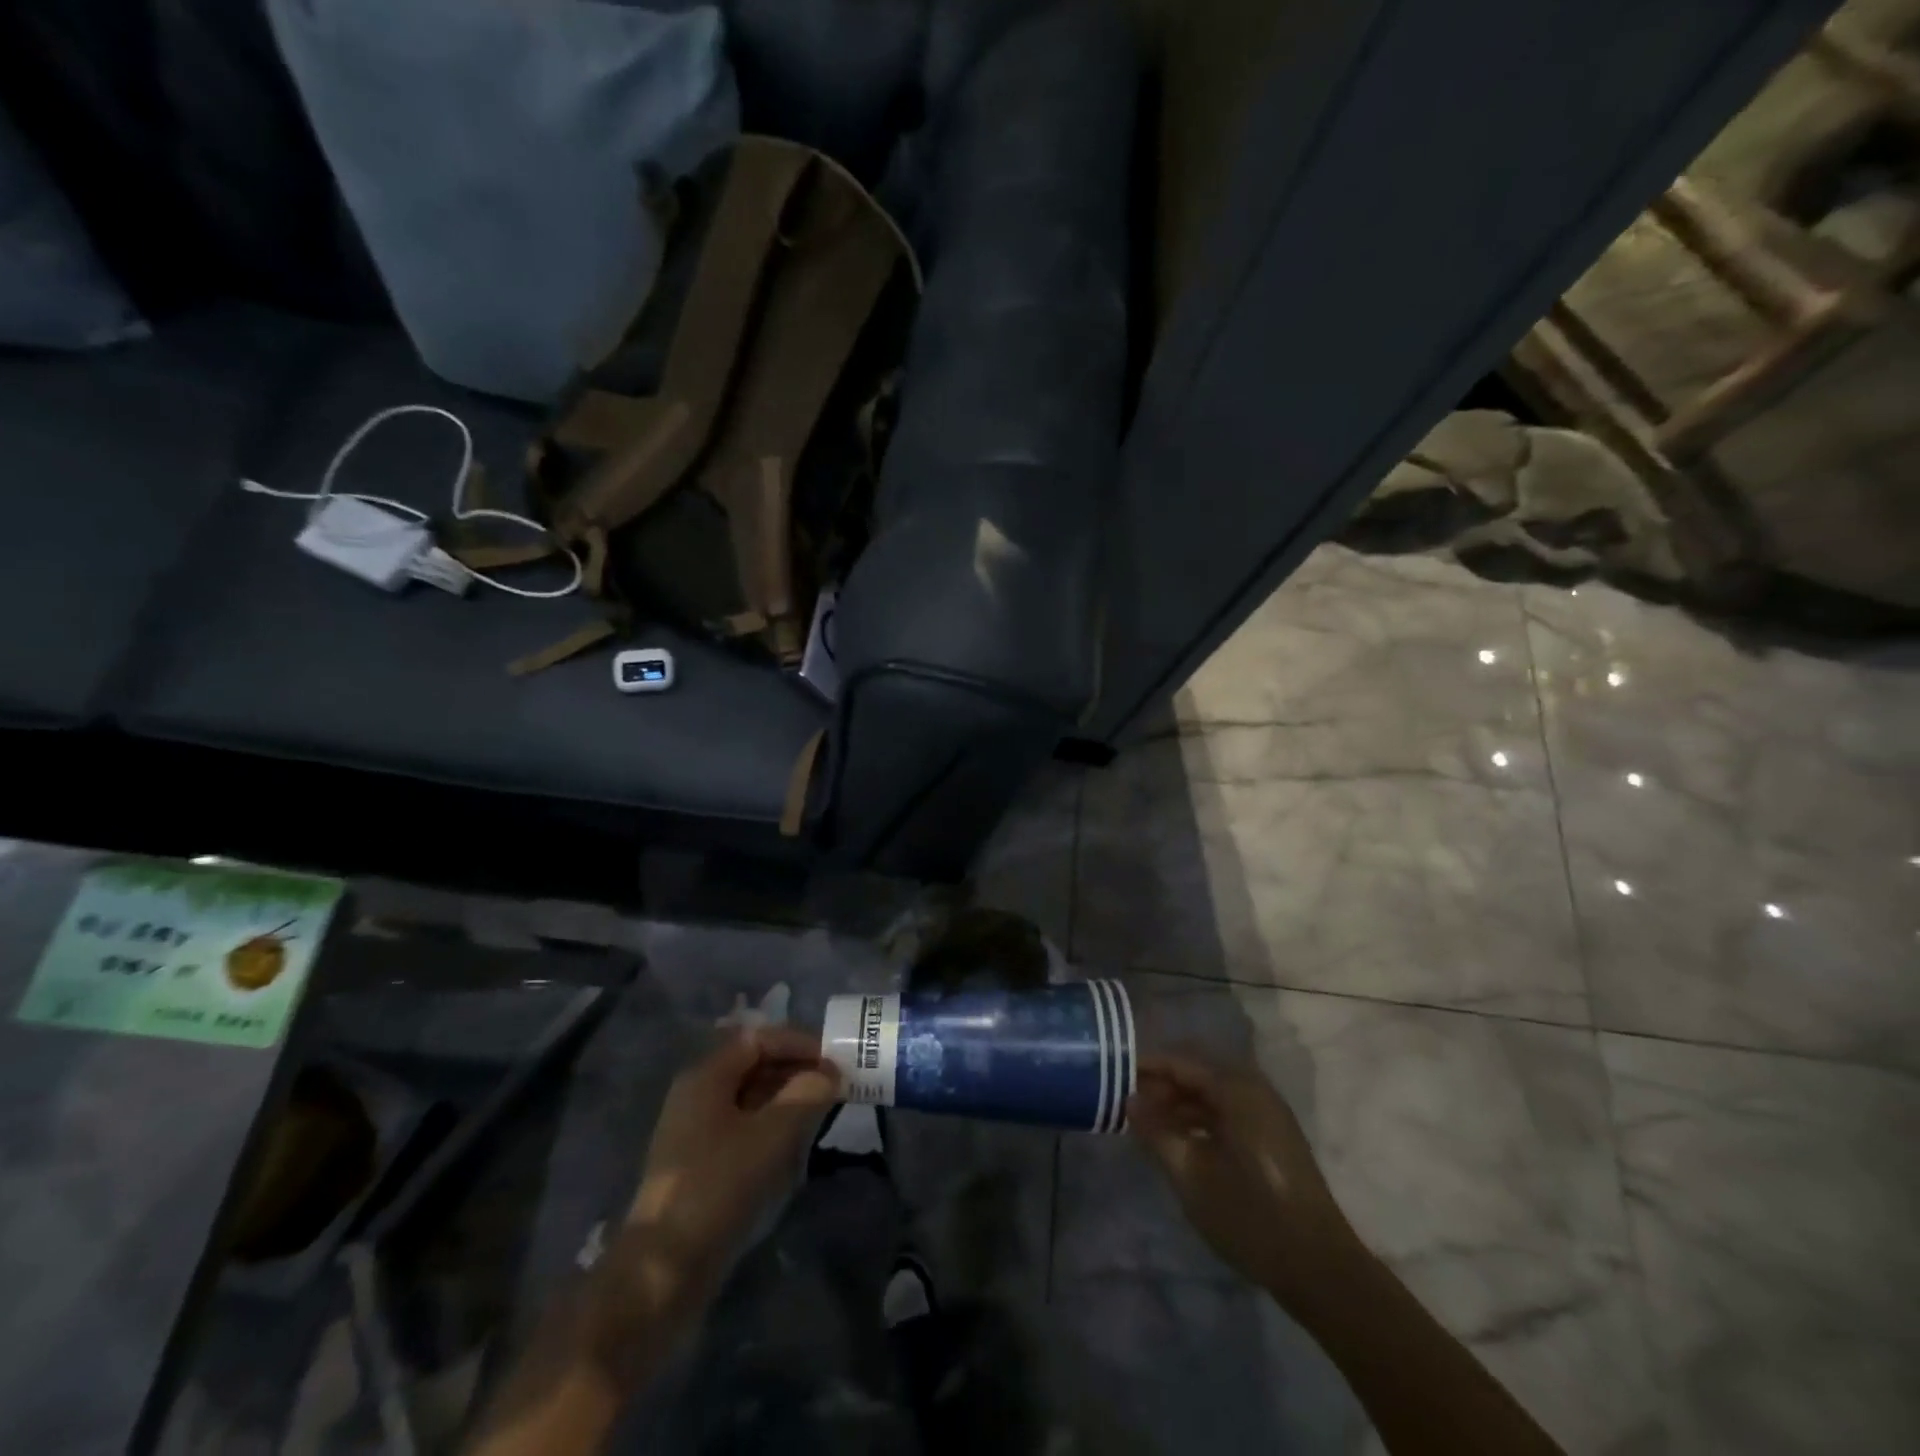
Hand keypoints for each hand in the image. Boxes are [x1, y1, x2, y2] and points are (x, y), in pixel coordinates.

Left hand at [621, 1027, 839, 1318]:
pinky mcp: (701, 1164)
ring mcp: (696, 1131)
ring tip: (823, 1110)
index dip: (798, 1042)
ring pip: (750, 1097)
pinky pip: (744, 1127)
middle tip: (835, 1084)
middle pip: (753, 1064)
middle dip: (796, 1069)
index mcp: (706, 1076)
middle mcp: (698, 1094)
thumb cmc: (718, 1186)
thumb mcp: (771, 1134)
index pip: (758, 1038)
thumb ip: (806, 1094)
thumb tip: (830, 1072)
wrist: (663, 1269)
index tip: (834, 1058)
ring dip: (787, 1097)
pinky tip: (796, 1143)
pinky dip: (773, 1125)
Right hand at [1128, 1053, 1366, 1306]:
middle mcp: (1255, 1089)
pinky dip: (1201, 1118)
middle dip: (1162, 1084)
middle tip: (1128, 1102)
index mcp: (1237, 1089)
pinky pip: (1228, 1110)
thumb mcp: (1191, 1176)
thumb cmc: (1251, 1216)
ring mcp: (1268, 1113)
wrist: (1320, 1269)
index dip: (1146, 1066)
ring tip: (1148, 1124)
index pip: (1181, 1061)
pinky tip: (1180, 1141)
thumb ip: (1156, 1132)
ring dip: (1180, 1103)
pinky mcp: (1273, 1136)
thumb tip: (1129, 1101)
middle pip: (1198, 1072)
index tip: (1113, 1075)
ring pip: (1212, 1092)